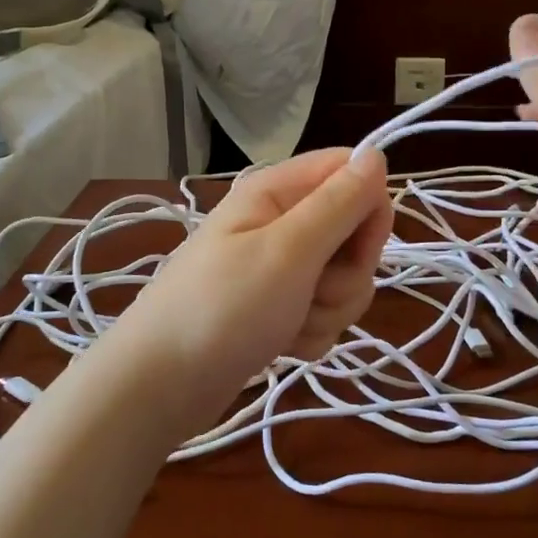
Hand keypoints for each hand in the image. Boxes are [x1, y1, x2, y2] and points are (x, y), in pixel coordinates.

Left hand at [116, 147, 394, 433]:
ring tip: (289, 323)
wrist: (161, 384)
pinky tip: (283, 344)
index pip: (351, 172)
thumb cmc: (224, 307)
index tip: (363, 248)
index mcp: (277, 191)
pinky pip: (323, 312)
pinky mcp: (278, 307)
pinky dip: (311, 332)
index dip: (369, 208)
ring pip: (343, 279)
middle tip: (313, 290)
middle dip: (347, 272)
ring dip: (328, 309)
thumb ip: (339, 203)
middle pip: (353, 231)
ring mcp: (279, 268)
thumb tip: (376, 153)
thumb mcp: (288, 249)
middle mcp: (280, 222)